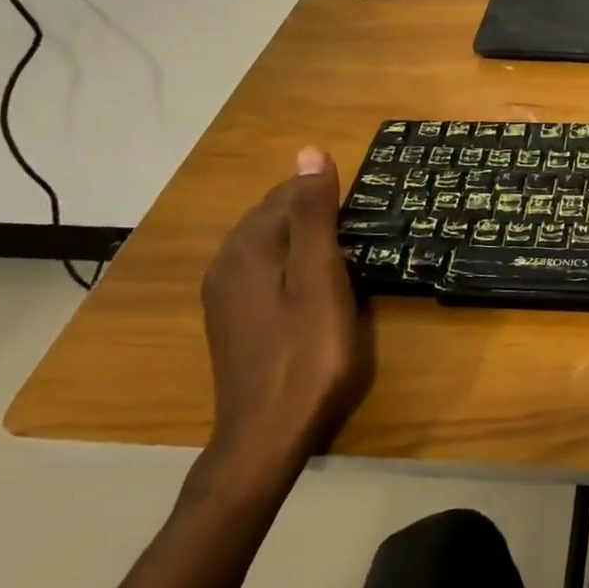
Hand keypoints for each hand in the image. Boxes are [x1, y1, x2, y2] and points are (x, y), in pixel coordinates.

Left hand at [199, 147, 371, 479]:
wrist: (266, 436)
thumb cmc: (307, 353)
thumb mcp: (320, 277)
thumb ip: (313, 214)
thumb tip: (309, 151)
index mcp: (246, 246)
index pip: (288, 192)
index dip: (328, 195)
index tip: (364, 214)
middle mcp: (226, 261)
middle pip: (275, 214)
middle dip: (315, 213)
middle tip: (359, 234)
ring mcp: (224, 293)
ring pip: (269, 243)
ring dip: (305, 239)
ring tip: (344, 256)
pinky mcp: (231, 318)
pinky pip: (263, 270)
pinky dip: (291, 265)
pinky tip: (314, 285)